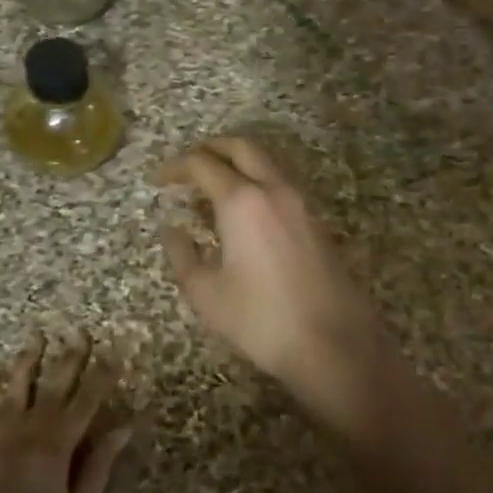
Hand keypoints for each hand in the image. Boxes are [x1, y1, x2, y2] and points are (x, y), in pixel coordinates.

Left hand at [0, 332, 132, 492]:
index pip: (85, 403)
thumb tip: (122, 425)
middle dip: (67, 360)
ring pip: (10, 396)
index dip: (102, 374)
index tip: (115, 348)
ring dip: (25, 366)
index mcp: (54, 453)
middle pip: (50, 391)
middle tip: (79, 332)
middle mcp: (21, 441)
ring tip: (36, 339)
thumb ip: (97, 466)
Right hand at [157, 138, 388, 429]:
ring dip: (238, 165)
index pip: (203, 164)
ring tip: (212, 190)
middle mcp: (276, 191)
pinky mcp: (318, 224)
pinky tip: (244, 215)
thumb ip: (182, 254)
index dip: (176, 167)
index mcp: (243, 201)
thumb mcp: (206, 293)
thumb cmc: (261, 320)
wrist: (334, 345)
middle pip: (243, 148)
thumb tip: (170, 229)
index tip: (158, 179)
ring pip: (267, 165)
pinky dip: (257, 185)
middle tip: (188, 166)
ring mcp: (303, 205)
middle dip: (211, 148)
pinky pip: (282, 188)